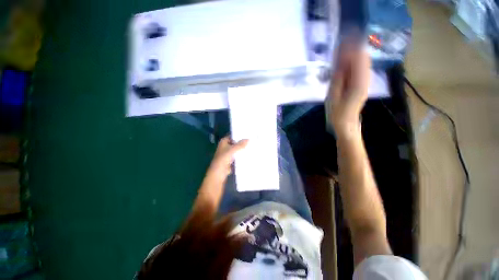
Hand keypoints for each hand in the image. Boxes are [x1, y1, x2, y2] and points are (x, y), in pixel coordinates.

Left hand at [205, 136, 248, 182]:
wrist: (219, 173)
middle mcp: (226, 146)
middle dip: (242, 142)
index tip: (248, 134)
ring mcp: (228, 153)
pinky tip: (249, 154)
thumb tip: (248, 139)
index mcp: (224, 141)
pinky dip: (242, 155)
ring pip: (237, 149)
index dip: (239, 135)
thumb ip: (240, 145)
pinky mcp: (231, 160)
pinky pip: (238, 155)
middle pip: (235, 143)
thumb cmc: (223, 159)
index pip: (233, 136)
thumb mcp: (232, 150)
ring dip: (242, 149)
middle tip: (252, 140)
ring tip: (252, 146)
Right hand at [327, 45, 370, 135]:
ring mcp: (365, 82)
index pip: (359, 59)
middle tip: (340, 47)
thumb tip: (340, 63)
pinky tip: (343, 65)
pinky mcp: (362, 84)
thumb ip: (337, 80)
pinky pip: (359, 69)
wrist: (346, 124)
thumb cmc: (337, 113)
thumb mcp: (333, 97)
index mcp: (358, 84)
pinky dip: (352, 64)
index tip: (343, 41)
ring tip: (340, 54)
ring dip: (352, 56)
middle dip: (353, 49)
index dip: (352, 48)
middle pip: (363, 57)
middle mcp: (365, 80)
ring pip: (362, 62)